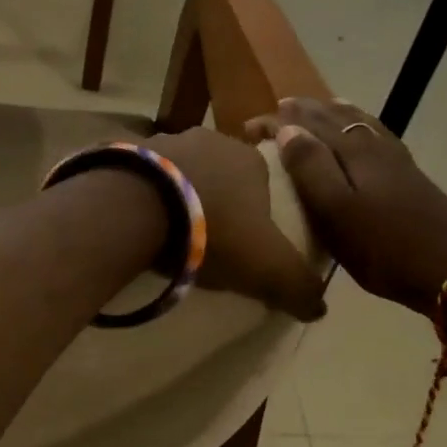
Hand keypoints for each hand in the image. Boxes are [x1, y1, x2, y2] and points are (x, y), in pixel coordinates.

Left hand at [143, 127, 327, 322]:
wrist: (137, 208)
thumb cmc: (214, 231)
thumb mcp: (269, 267)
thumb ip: (299, 286)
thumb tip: (319, 307)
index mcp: (249, 159)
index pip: (263, 181)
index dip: (257, 211)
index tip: (247, 240)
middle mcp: (208, 139)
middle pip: (219, 173)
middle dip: (215, 199)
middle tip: (206, 237)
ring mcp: (164, 140)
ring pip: (179, 170)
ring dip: (177, 194)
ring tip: (168, 230)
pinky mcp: (127, 151)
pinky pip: (142, 175)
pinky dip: (143, 192)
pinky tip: (138, 219)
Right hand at [243, 99, 446, 316]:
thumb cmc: (385, 245)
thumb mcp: (336, 211)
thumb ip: (310, 167)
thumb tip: (287, 129)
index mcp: (351, 152)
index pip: (305, 124)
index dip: (276, 123)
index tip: (248, 128)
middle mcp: (372, 146)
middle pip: (333, 118)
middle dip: (301, 112)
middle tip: (275, 111)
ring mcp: (394, 160)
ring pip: (357, 123)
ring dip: (332, 113)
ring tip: (315, 106)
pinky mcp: (408, 176)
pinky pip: (375, 136)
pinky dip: (360, 125)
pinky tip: (361, 133)